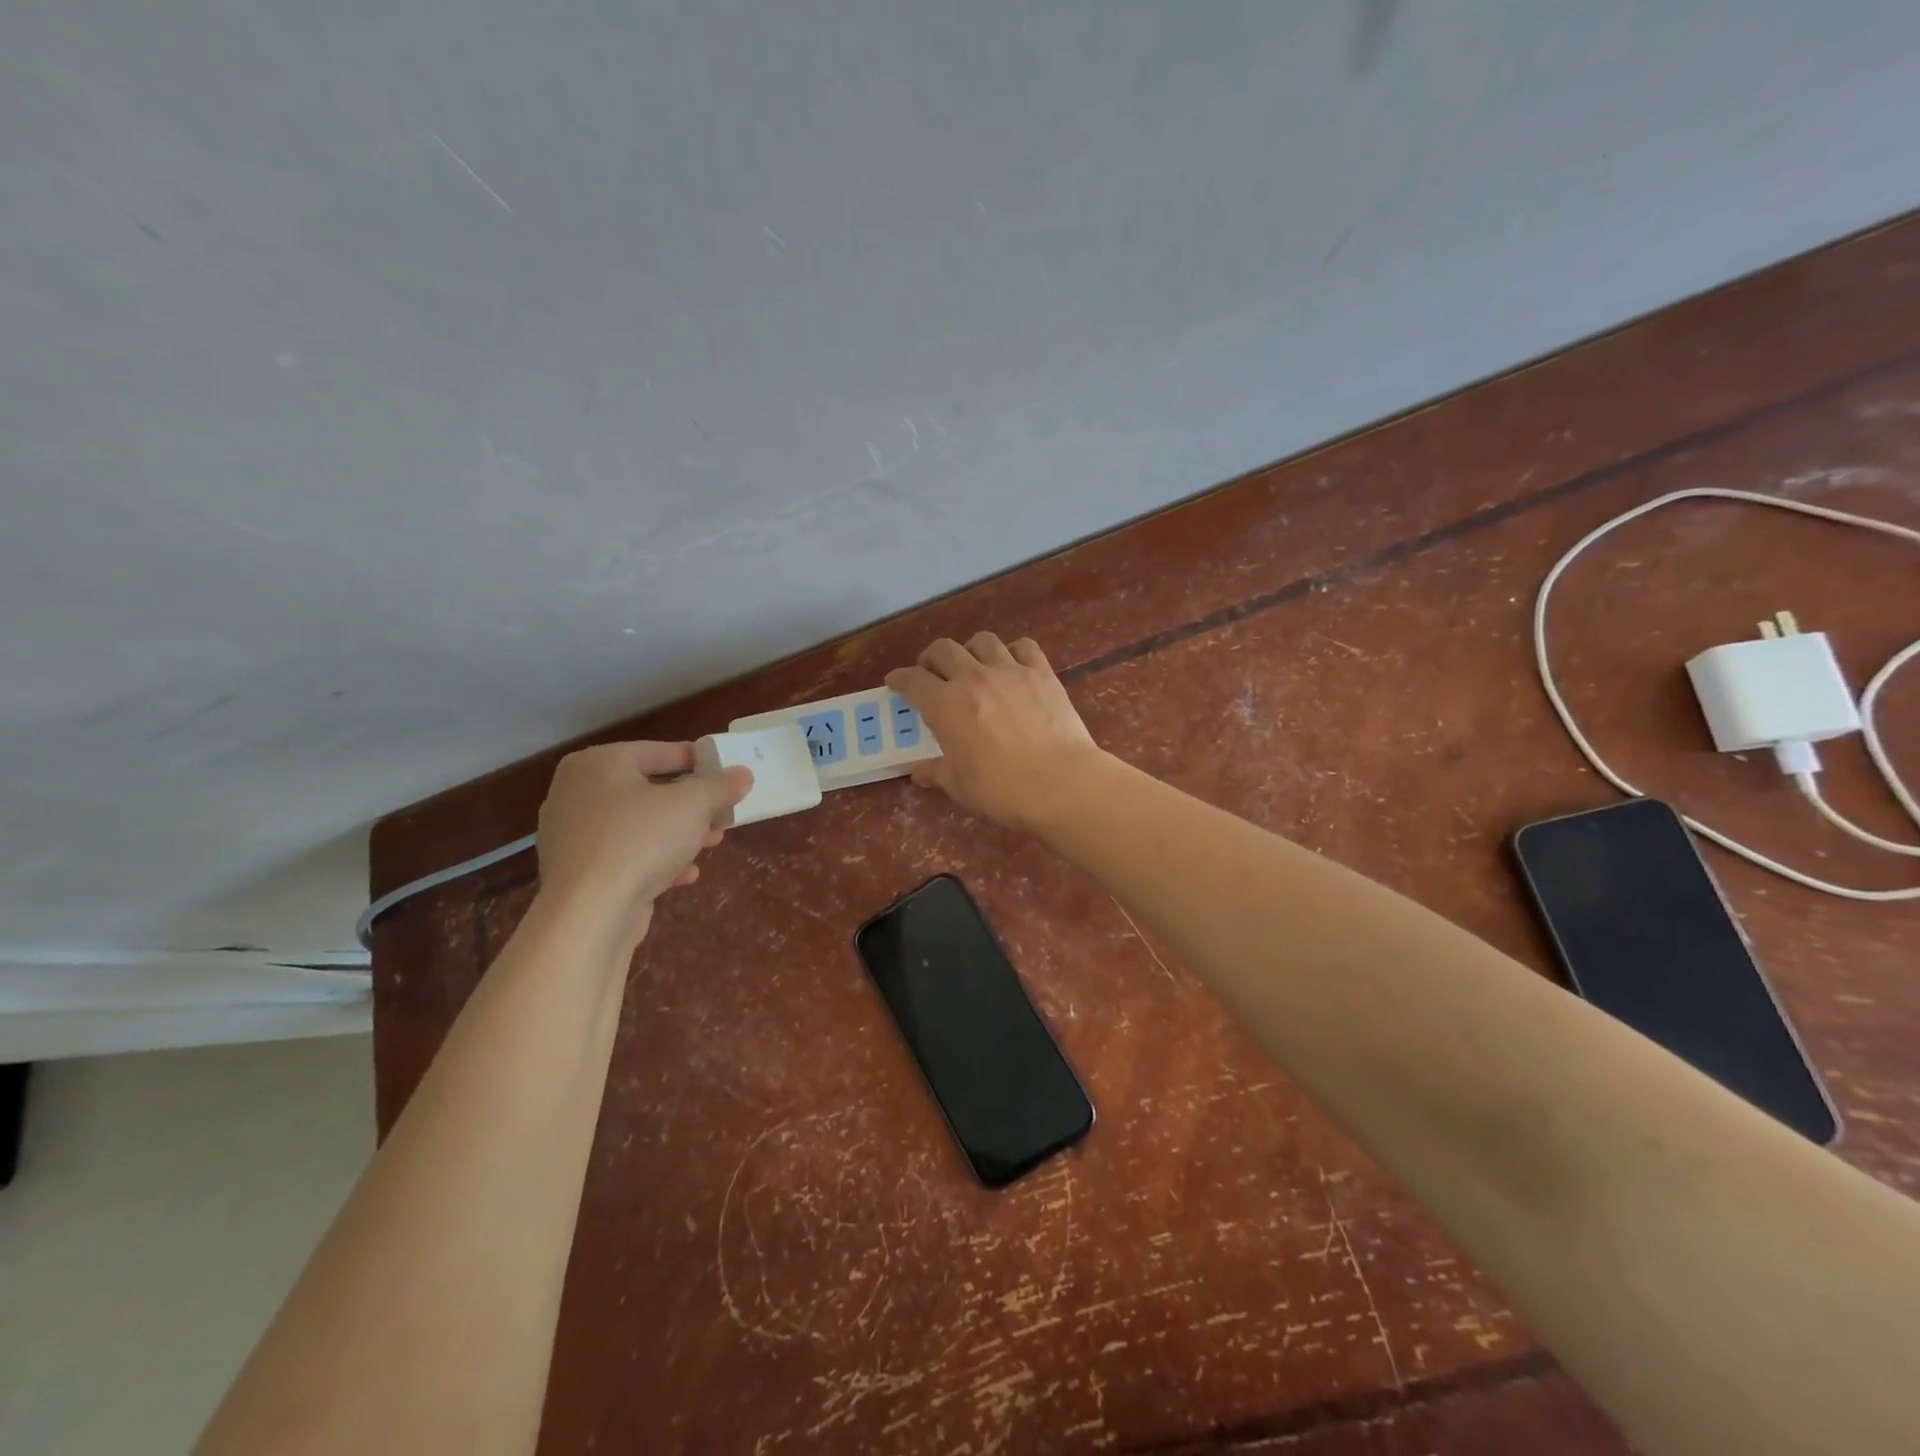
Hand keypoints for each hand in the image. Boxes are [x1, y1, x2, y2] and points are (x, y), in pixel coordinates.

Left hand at [535, 741, 751, 946]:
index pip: (658, 752)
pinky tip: (685, 874)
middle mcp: (577, 793)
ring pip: (639, 825)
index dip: (698, 761)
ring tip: (712, 843)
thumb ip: (721, 786)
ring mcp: (573, 835)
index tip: (727, 773)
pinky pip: (625, 855)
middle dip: (691, 804)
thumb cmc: (640, 839)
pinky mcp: (578, 872)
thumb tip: (743, 774)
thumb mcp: (694, 805)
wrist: (588, 913)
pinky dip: (656, 859)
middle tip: (722, 813)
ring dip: (679, 833)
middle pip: (649, 789)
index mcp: (598, 764)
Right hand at [886, 633, 1108, 833]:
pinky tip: (1012, 666)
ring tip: (973, 665)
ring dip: (970, 650)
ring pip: (982, 640)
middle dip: (931, 659)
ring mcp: (1009, 671)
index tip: (895, 682)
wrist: (1060, 783)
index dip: (900, 679)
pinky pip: (1023, 646)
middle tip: (932, 674)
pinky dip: (1012, 651)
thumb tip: (919, 772)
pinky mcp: (1042, 673)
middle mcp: (972, 678)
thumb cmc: (1002, 790)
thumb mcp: (959, 786)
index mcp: (945, 705)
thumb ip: (937, 772)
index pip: (912, 680)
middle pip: (943, 649)